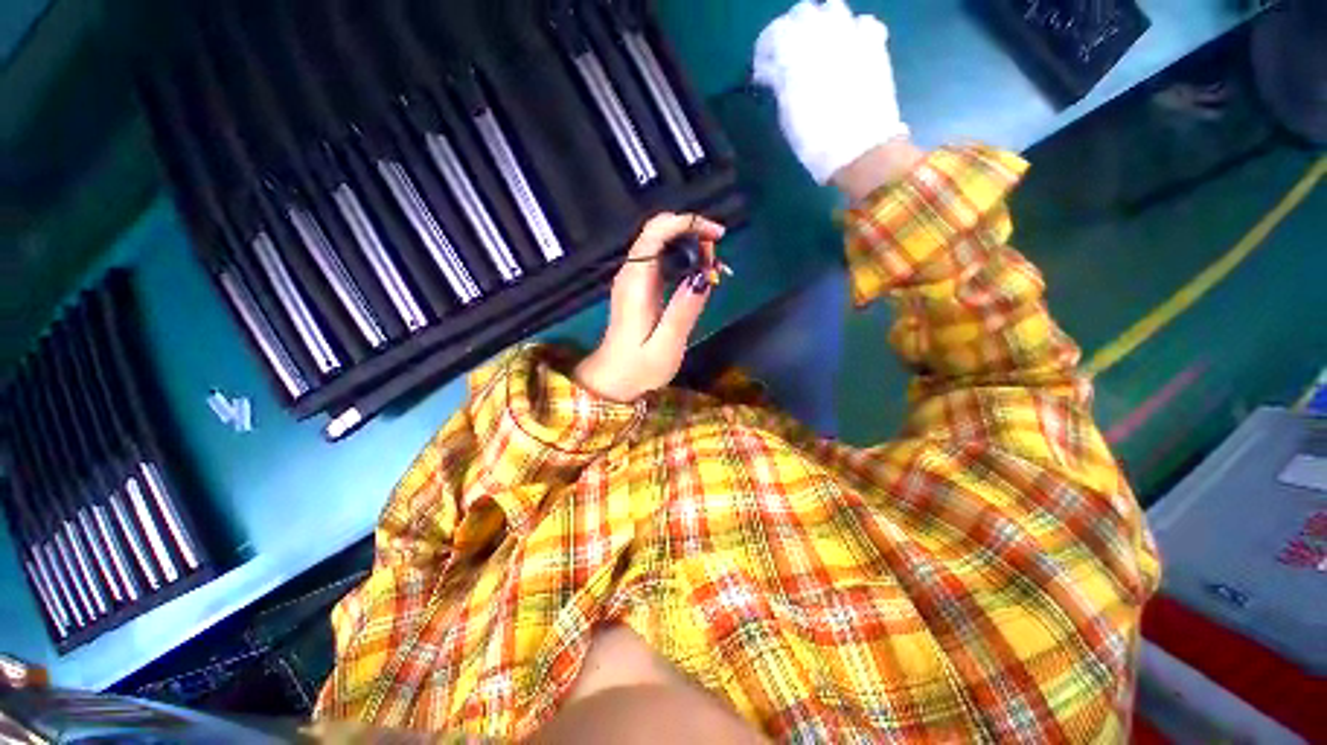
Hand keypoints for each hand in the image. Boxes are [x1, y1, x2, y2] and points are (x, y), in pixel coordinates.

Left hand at [574, 214, 725, 402]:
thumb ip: (683, 312)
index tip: (717, 236)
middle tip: (717, 258)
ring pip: (661, 243)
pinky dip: (683, 258)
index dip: (687, 223)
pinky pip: (662, 259)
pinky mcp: (640, 287)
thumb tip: (703, 277)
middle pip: (659, 231)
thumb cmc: (638, 368)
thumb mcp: (665, 347)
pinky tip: (698, 276)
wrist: (613, 379)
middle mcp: (631, 273)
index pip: (655, 232)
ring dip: (690, 245)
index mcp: (636, 283)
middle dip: (692, 232)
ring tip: (713, 268)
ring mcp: (633, 278)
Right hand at [753, 0, 908, 184]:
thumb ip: (779, 82)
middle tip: (786, 56)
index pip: (775, 32)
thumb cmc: (815, 141)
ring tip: (817, 49)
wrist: (860, 151)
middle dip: (791, 30)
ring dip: (821, 24)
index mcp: (796, 54)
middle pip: (802, 12)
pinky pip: (862, 22)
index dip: (765, 49)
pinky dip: (852, 31)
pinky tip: (847, 50)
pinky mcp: (874, 45)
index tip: (762, 70)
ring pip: (832, 8)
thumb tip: (772, 70)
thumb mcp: (787, 114)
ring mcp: (853, 36)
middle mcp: (824, 35)